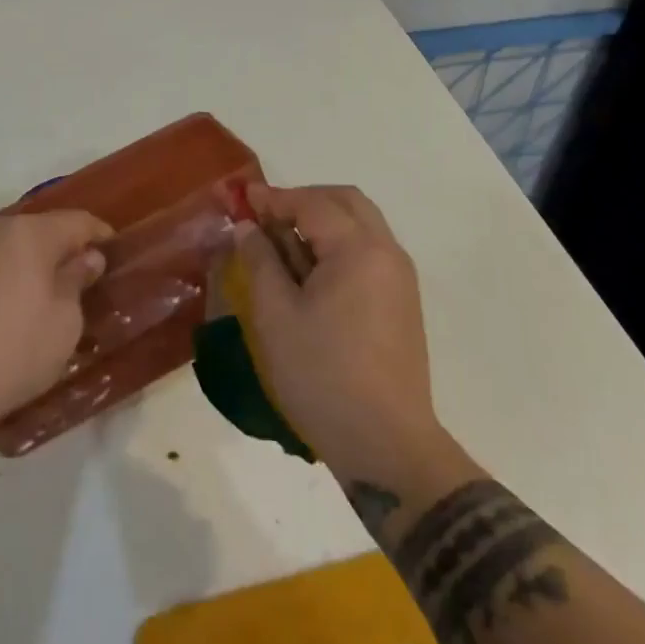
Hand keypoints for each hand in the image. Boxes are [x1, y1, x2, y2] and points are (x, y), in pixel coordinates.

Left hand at [0, 212, 110, 435]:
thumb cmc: (12, 352)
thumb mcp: (64, 323)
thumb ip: (76, 281)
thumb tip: (86, 258)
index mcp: (28, 233)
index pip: (76, 222)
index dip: (98, 235)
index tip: (113, 251)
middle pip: (37, 231)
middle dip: (58, 250)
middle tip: (76, 279)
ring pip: (4, 248)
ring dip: (23, 265)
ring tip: (36, 297)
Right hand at [237, 184, 443, 480]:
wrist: (387, 445)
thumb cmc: (323, 376)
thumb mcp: (276, 316)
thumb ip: (260, 261)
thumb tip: (248, 228)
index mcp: (359, 249)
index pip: (312, 204)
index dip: (274, 198)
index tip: (242, 199)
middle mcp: (386, 252)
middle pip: (345, 202)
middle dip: (303, 200)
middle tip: (266, 216)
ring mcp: (399, 278)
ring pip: (360, 225)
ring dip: (322, 222)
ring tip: (283, 245)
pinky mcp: (401, 302)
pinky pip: (368, 252)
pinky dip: (338, 245)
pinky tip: (310, 273)